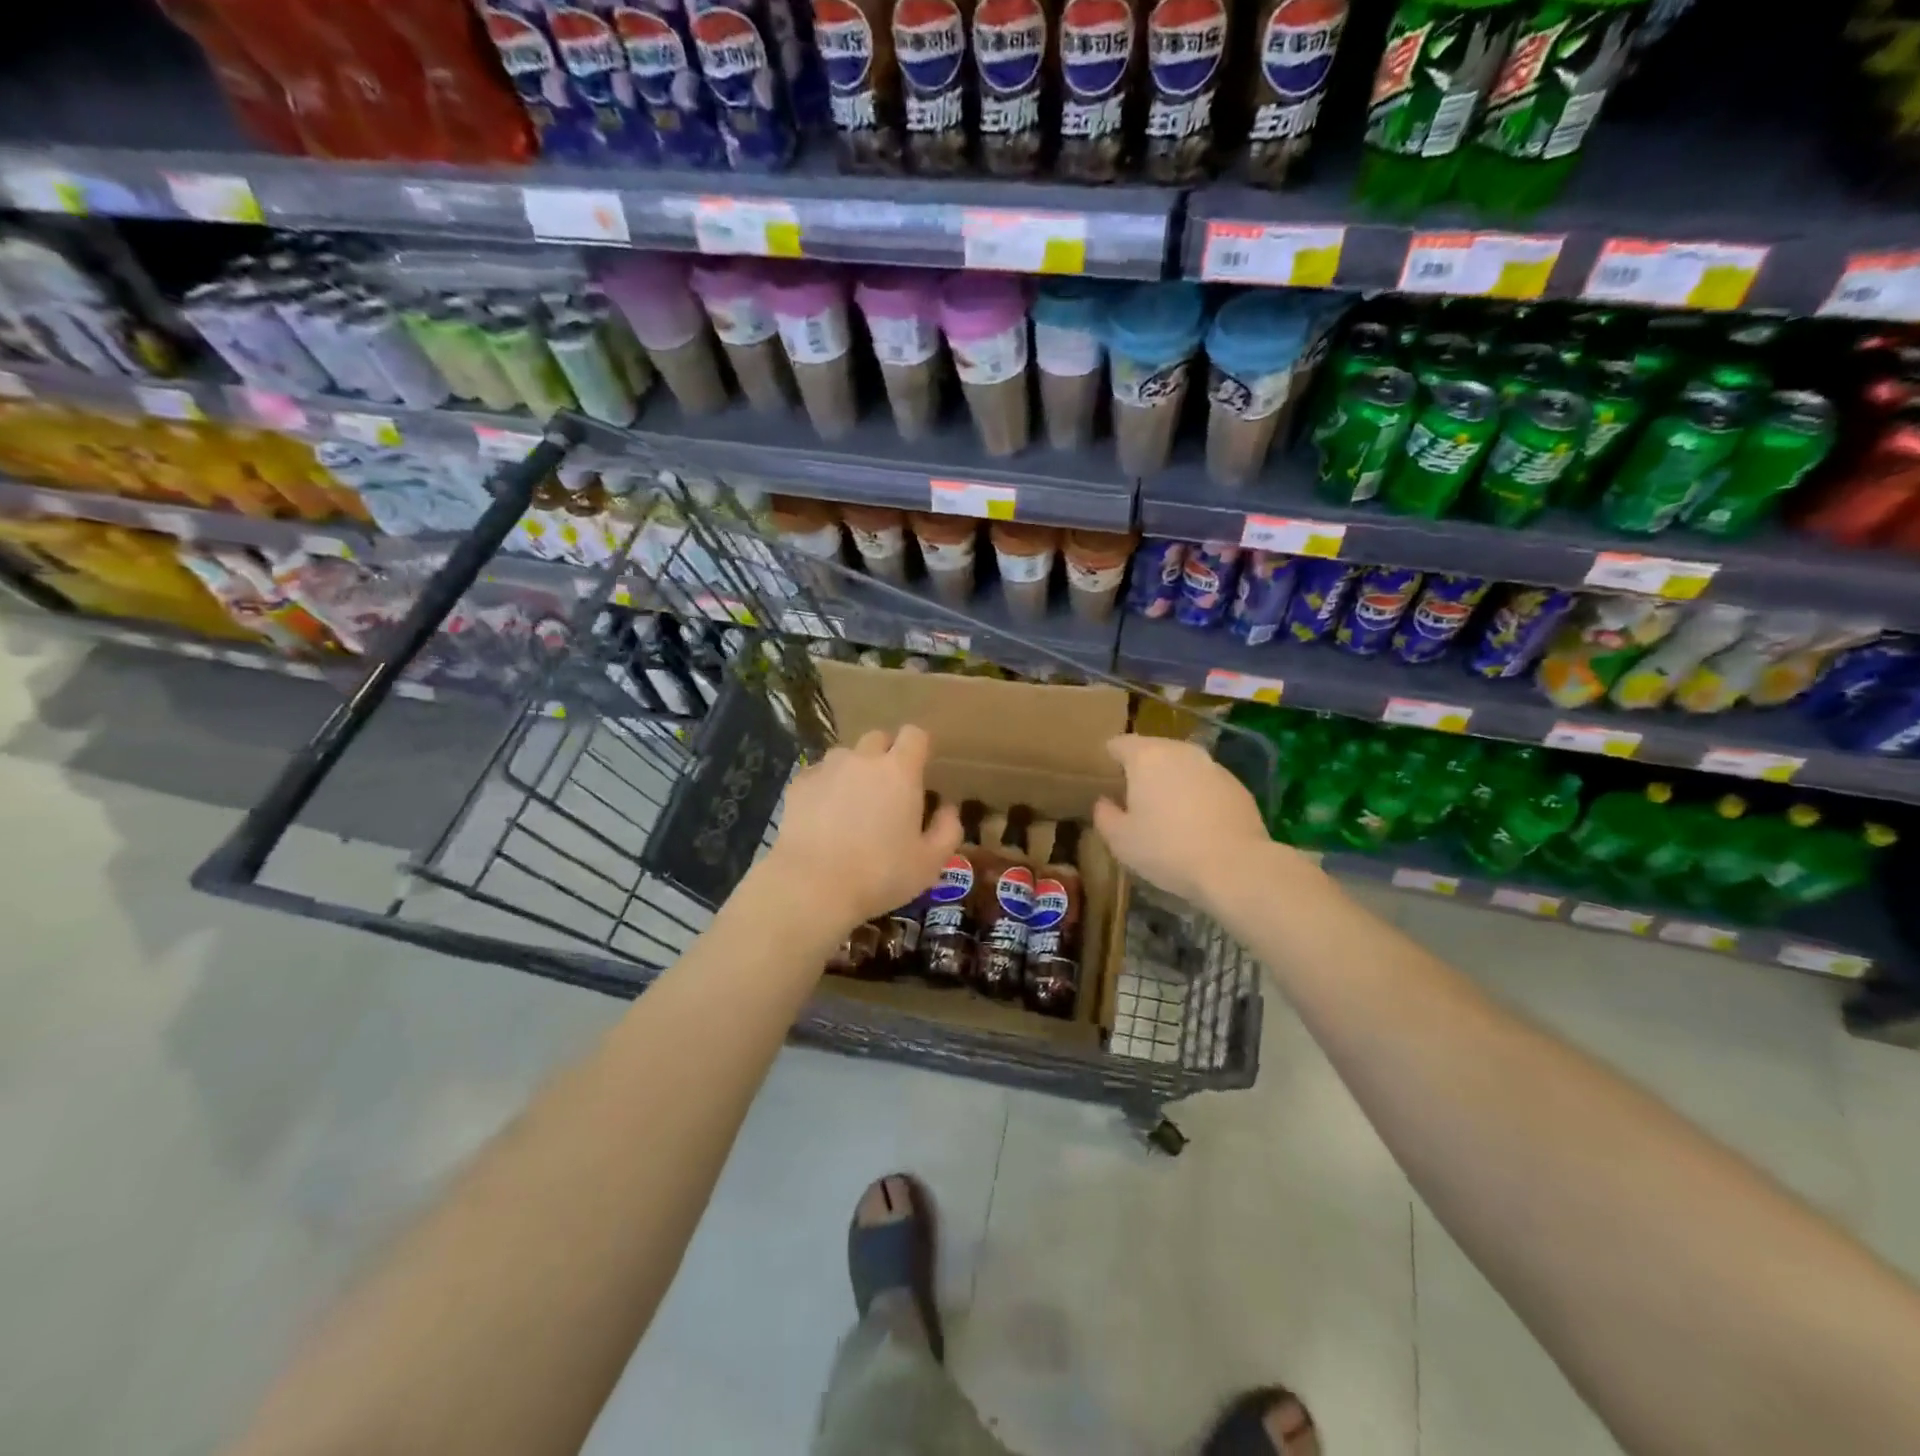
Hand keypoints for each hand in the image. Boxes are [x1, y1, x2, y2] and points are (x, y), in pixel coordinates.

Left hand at [764, 725, 962, 929]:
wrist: (813, 886)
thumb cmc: (880, 874)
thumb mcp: (930, 862)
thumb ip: (947, 830)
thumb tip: (948, 808)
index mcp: (900, 771)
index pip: (914, 734)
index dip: (919, 747)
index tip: (920, 769)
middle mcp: (863, 759)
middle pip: (878, 738)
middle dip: (885, 755)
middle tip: (888, 789)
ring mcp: (826, 768)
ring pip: (845, 755)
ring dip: (854, 770)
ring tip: (852, 804)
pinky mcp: (798, 785)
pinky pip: (818, 775)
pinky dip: (825, 787)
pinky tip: (823, 816)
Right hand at [1094, 734, 1301, 911]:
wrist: (1235, 866)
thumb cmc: (1167, 849)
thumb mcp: (1120, 840)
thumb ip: (1104, 815)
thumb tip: (1104, 802)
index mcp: (1146, 756)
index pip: (1119, 744)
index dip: (1109, 760)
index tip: (1107, 780)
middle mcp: (1180, 750)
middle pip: (1153, 750)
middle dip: (1142, 769)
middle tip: (1134, 799)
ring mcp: (1212, 765)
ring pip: (1182, 765)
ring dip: (1172, 780)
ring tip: (1167, 811)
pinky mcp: (1237, 784)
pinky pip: (1206, 782)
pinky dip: (1197, 794)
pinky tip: (1197, 823)